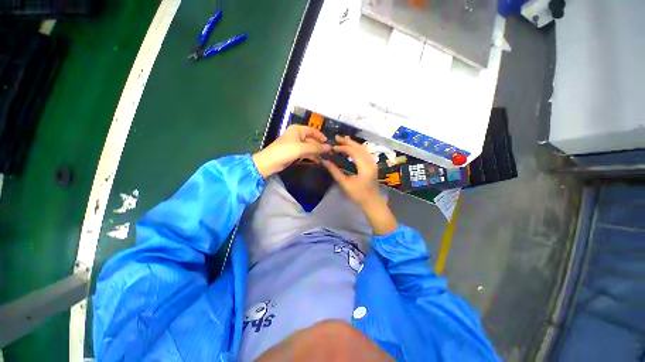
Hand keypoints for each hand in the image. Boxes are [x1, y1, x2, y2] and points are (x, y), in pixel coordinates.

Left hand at [252, 125, 330, 177]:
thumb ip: (316, 147)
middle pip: (312, 139)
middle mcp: (297, 135)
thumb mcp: (302, 148)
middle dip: (320, 146)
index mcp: (297, 130)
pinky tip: (318, 161)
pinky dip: (312, 156)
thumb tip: (329, 147)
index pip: (313, 131)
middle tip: (329, 152)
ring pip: (309, 147)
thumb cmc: (285, 151)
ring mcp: (296, 145)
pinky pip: (306, 153)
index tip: (329, 143)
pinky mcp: (294, 153)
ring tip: (326, 158)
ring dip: (316, 152)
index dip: (321, 136)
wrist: (270, 162)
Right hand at [322, 136, 396, 234]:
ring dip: (353, 143)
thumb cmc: (358, 194)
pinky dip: (357, 148)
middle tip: (337, 137)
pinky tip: (351, 148)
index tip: (332, 147)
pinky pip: (365, 152)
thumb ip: (334, 171)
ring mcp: (373, 162)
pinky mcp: (373, 164)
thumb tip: (324, 161)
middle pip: (359, 147)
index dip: (342, 147)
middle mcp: (370, 161)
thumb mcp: (345, 183)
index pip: (352, 151)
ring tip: (342, 140)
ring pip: (363, 148)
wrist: (372, 202)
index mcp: (364, 166)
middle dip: (347, 141)